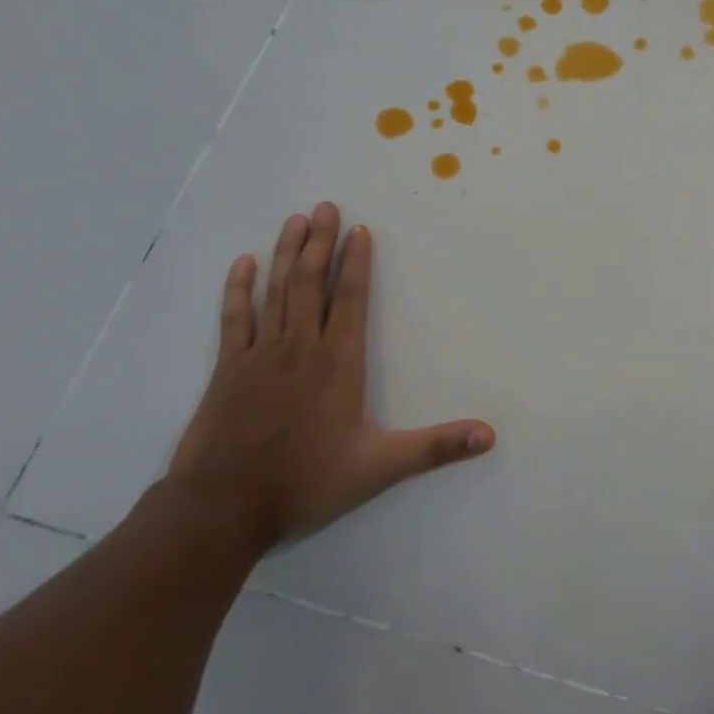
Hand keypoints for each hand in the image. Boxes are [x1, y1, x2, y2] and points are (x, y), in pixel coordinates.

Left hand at [168, 202, 494, 552]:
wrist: (223, 507)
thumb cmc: (306, 482)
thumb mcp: (380, 467)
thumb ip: (435, 447)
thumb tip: (490, 435)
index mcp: (339, 362)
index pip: (352, 299)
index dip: (358, 262)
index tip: (359, 229)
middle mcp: (301, 347)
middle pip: (313, 282)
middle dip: (320, 242)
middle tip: (324, 206)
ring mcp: (261, 354)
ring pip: (278, 291)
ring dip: (288, 253)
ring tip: (295, 220)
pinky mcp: (229, 367)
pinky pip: (236, 317)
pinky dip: (239, 288)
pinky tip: (244, 263)